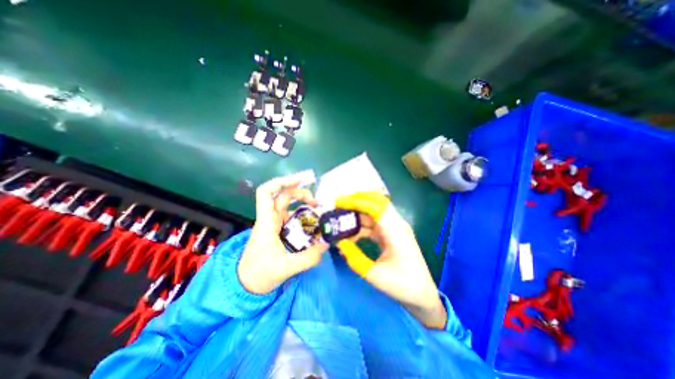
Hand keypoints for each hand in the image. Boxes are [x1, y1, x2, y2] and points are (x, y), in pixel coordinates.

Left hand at [236, 173, 329, 294]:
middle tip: (317, 202)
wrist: (247, 285)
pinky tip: (314, 222)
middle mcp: (271, 219)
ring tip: (318, 210)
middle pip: (283, 196)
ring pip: (289, 205)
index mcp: (267, 222)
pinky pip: (293, 216)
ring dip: (304, 203)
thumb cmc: (260, 273)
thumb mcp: (286, 267)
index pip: (266, 193)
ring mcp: (275, 224)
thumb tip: (326, 244)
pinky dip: (304, 215)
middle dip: (301, 193)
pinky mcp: (280, 230)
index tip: (300, 180)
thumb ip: (308, 257)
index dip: (281, 182)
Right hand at [335, 193, 446, 327]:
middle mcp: (396, 224)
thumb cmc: (402, 285)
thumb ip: (354, 258)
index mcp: (395, 230)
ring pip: (373, 213)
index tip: (339, 203)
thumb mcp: (375, 274)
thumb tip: (339, 243)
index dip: (356, 201)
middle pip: (375, 203)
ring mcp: (394, 228)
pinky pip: (374, 223)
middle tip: (337, 205)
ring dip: (357, 213)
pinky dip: (361, 225)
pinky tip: (350, 233)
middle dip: (356, 201)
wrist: (422, 293)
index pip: (375, 206)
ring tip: (340, 218)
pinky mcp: (391, 234)